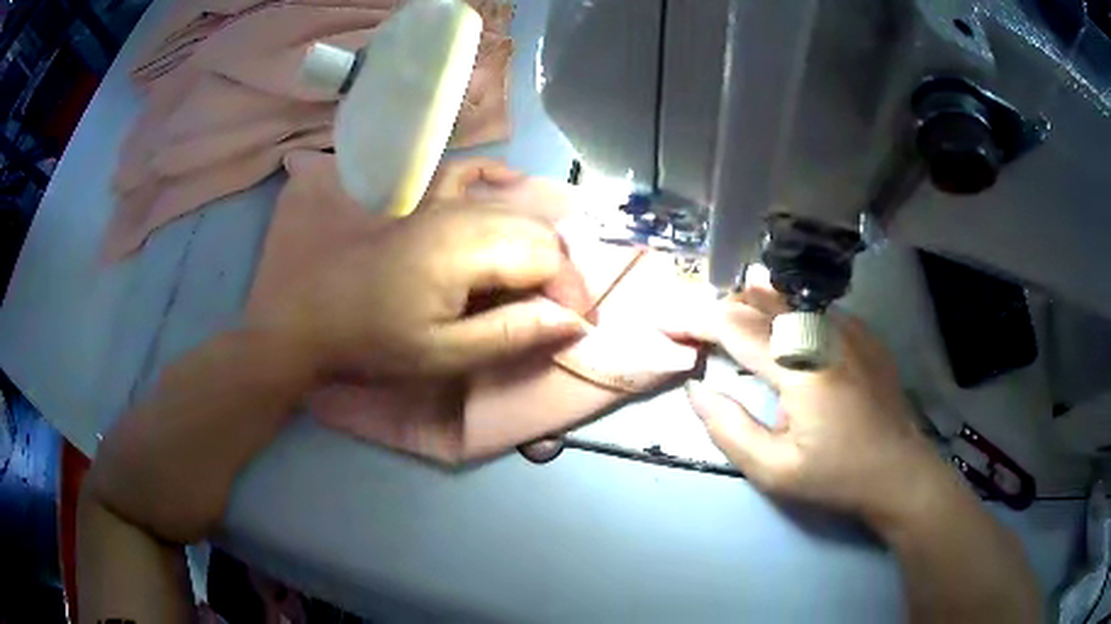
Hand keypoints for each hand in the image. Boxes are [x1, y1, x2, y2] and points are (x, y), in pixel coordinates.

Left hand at [258, 203, 590, 377]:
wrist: (306, 314)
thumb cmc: (370, 340)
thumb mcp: (443, 354)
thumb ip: (510, 334)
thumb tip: (572, 321)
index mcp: (465, 249)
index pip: (547, 258)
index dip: (571, 293)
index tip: (578, 327)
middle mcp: (460, 212)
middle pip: (536, 231)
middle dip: (559, 274)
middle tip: (558, 313)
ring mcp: (437, 200)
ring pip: (511, 209)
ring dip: (535, 244)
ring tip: (538, 283)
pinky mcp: (419, 199)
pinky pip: (467, 172)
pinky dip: (496, 177)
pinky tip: (511, 183)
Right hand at [678, 268, 939, 524]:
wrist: (898, 470)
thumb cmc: (836, 476)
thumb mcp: (774, 470)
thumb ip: (729, 429)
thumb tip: (697, 389)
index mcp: (800, 369)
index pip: (735, 327)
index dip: (694, 320)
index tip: (664, 322)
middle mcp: (823, 334)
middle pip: (760, 301)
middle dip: (719, 306)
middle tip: (694, 324)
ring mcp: (848, 327)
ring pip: (788, 296)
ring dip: (750, 303)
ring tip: (728, 316)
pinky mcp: (863, 332)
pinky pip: (814, 306)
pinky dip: (785, 309)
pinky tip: (780, 324)